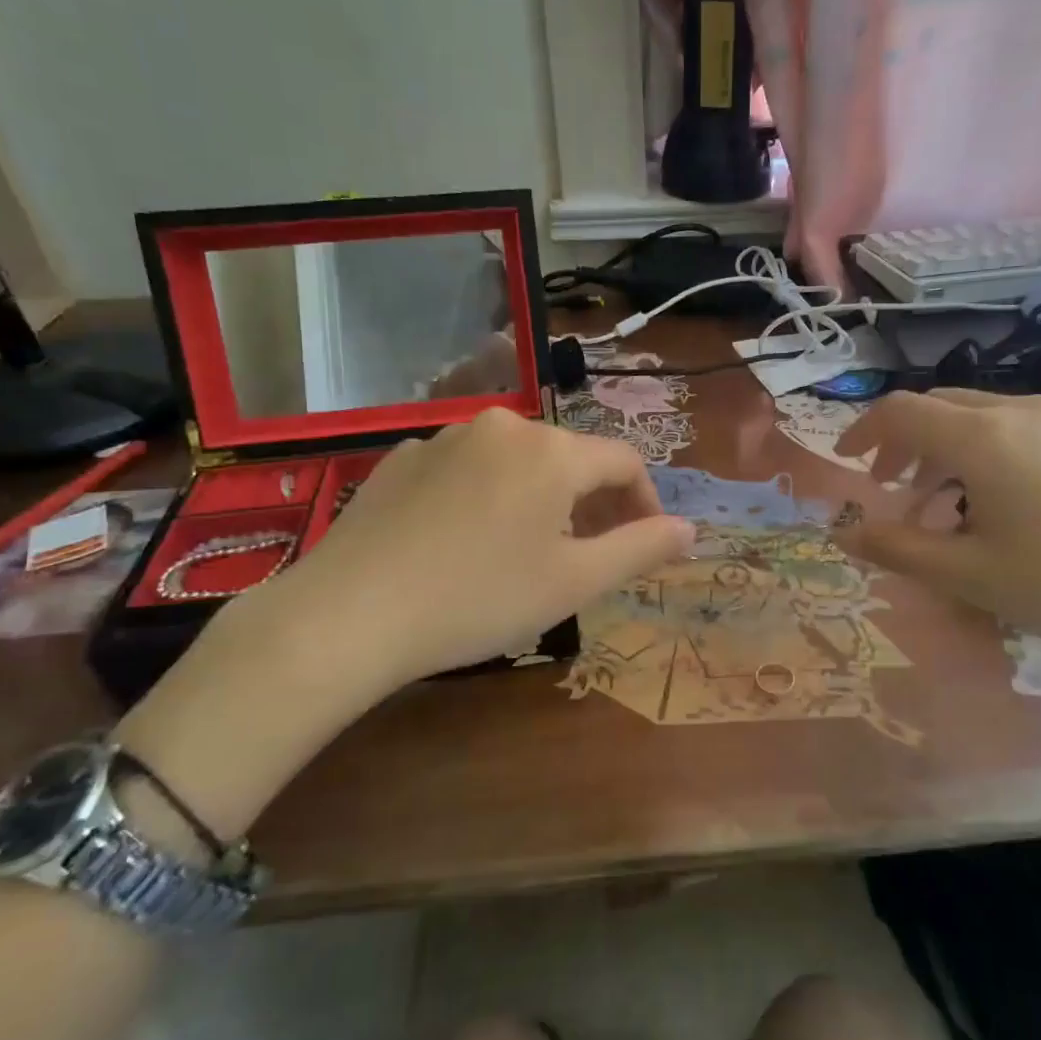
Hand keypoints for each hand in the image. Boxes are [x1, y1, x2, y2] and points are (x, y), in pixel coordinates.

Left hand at [118, 411, 691, 836]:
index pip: (623, 461)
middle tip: (590, 555)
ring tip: (529, 550)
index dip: (645, 501)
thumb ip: (641, 548)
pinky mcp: (400, 458)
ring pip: (517, 462)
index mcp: (551, 450)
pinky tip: (465, 542)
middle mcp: (502, 425)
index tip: (646, 543)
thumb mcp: (573, 581)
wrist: (350, 614)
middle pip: (569, 458)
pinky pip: (467, 469)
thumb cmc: (480, 599)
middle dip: (592, 502)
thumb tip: (690, 529)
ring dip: (540, 498)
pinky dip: (487, 496)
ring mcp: (445, 436)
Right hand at [832, 391, 1040, 676]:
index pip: (901, 411)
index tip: (846, 462)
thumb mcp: (968, 575)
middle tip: (890, 487)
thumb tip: (844, 533)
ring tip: (947, 504)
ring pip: (987, 419)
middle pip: (942, 407)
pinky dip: (995, 456)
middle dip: (904, 442)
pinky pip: (1029, 433)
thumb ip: (896, 548)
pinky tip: (1014, 506)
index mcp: (982, 437)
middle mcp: (1023, 412)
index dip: (863, 431)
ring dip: (949, 451)